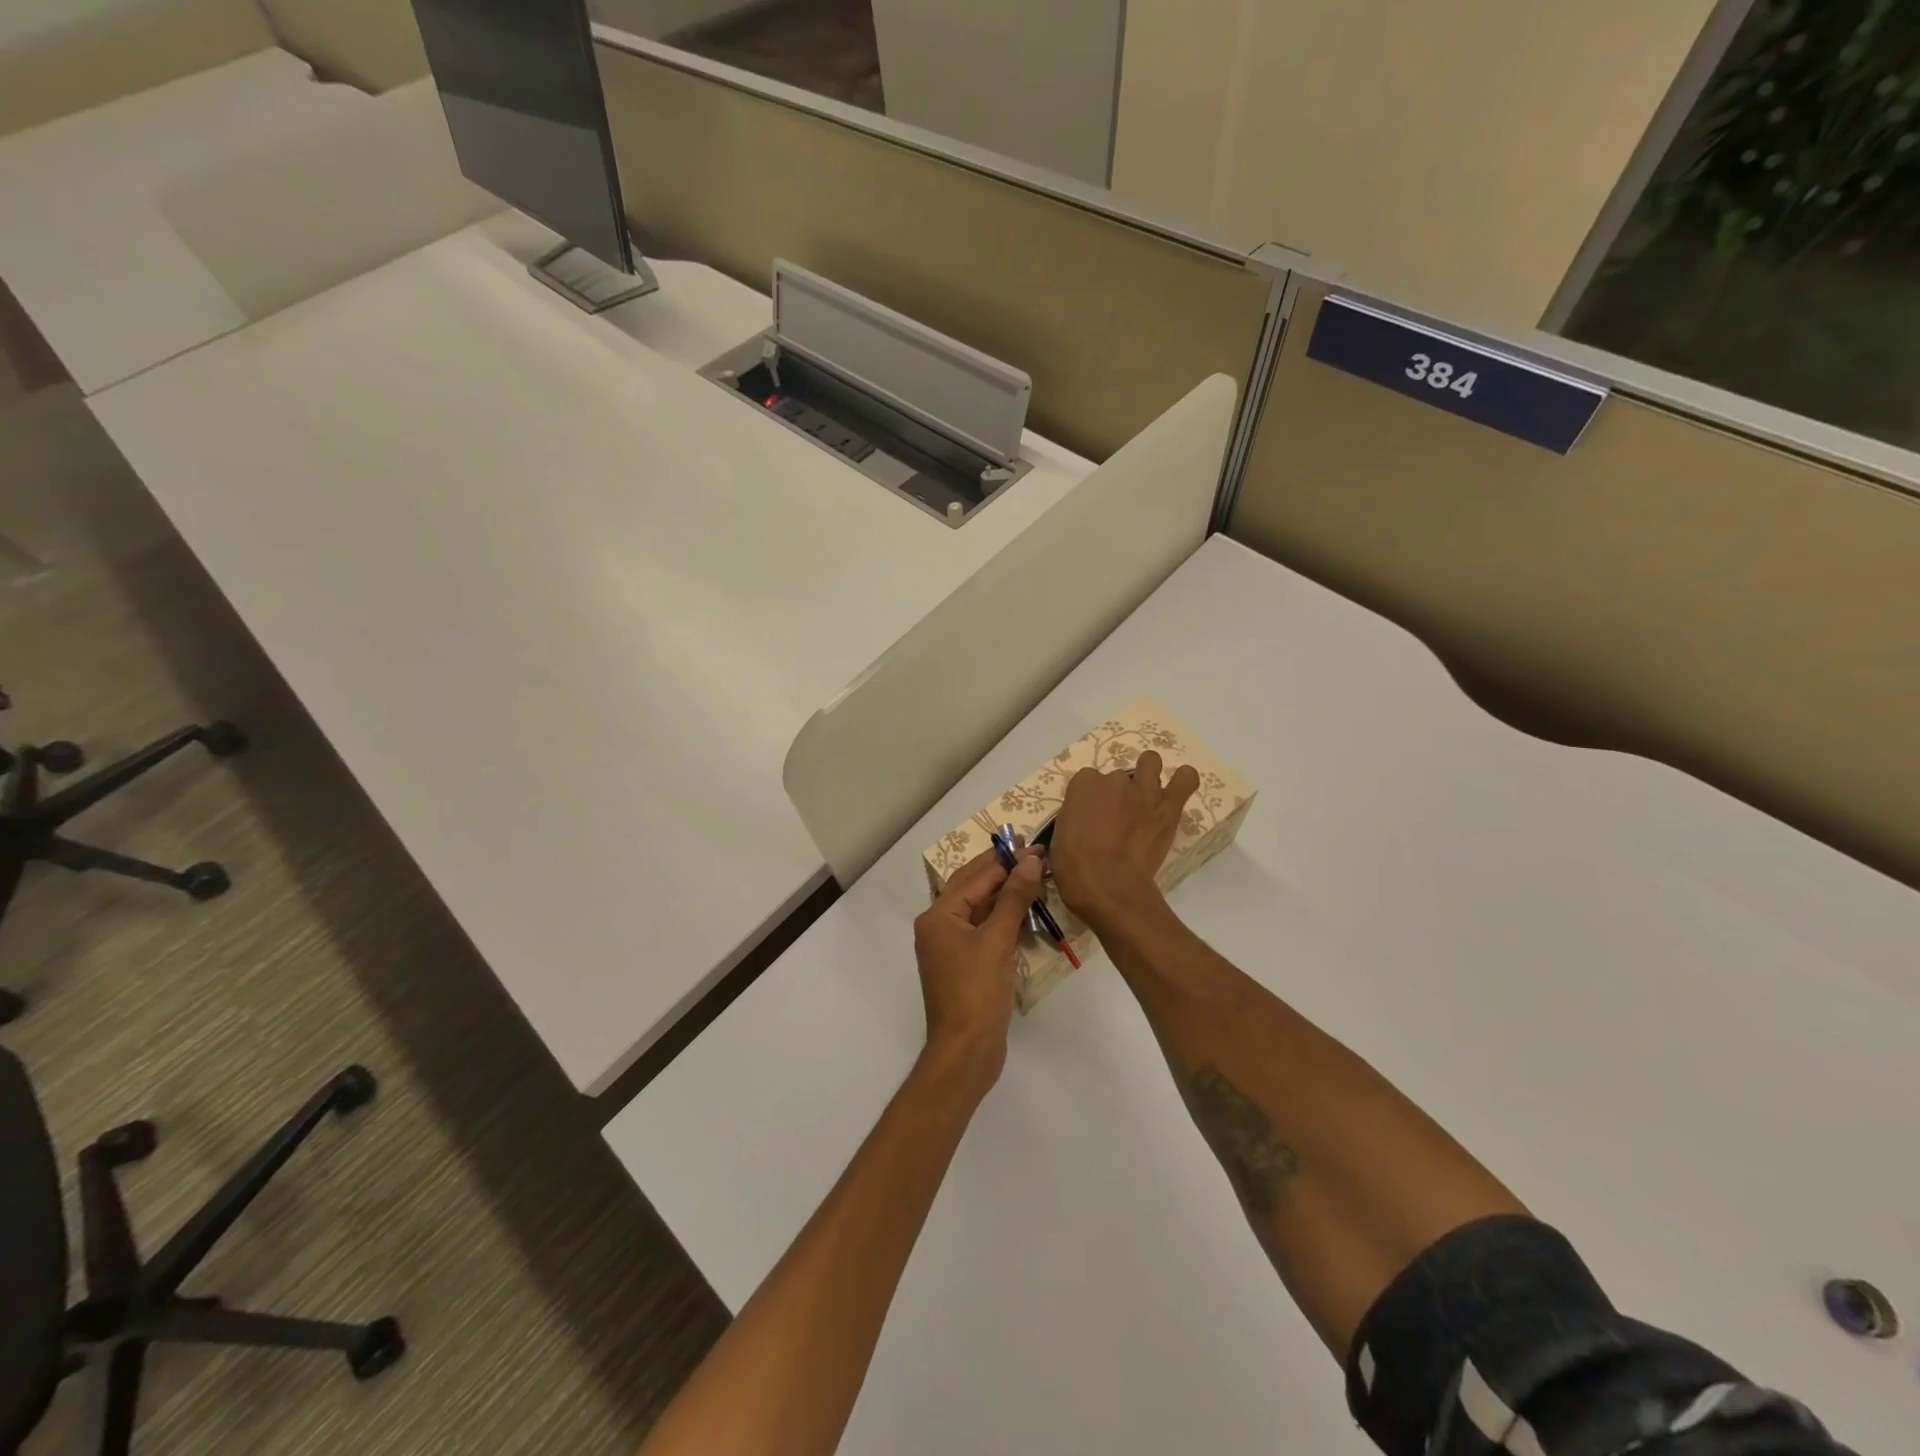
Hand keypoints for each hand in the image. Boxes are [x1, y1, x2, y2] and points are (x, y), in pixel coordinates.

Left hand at [913, 847, 1044, 1092]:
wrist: (965, 1052)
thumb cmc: (976, 993)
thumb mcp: (997, 941)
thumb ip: (1014, 898)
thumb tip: (1031, 860)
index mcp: (938, 916)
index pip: (975, 877)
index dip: (1006, 860)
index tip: (1034, 845)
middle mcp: (939, 926)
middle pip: (975, 889)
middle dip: (1005, 873)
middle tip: (1036, 854)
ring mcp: (952, 948)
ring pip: (981, 910)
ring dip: (1008, 896)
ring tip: (1038, 878)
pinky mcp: (966, 965)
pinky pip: (986, 932)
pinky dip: (1005, 921)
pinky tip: (1028, 914)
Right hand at [1049, 750, 1198, 929]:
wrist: (1109, 886)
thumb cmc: (1074, 867)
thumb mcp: (1060, 836)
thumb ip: (1076, 818)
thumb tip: (1086, 821)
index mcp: (1083, 784)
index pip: (1087, 780)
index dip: (1090, 799)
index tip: (1090, 816)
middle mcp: (1114, 779)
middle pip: (1117, 776)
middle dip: (1117, 793)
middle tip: (1117, 816)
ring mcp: (1143, 790)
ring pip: (1151, 763)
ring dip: (1148, 775)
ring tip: (1146, 796)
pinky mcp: (1168, 807)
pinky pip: (1185, 780)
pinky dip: (1183, 780)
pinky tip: (1178, 787)